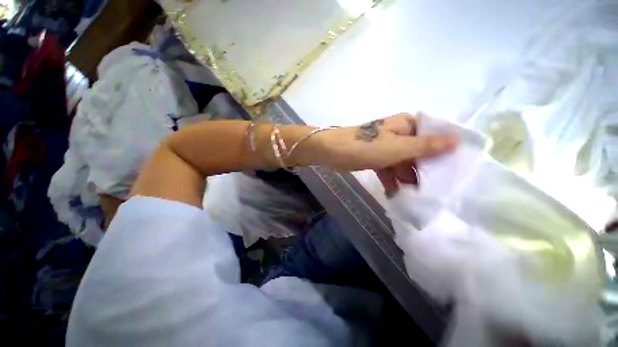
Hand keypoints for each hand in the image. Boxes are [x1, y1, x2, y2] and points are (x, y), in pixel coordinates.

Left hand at [315, 113, 456, 196]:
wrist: (331, 152)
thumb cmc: (364, 146)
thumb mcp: (397, 147)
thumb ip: (425, 146)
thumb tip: (456, 141)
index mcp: (406, 125)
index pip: (434, 136)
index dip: (444, 151)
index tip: (455, 170)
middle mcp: (398, 135)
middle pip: (419, 152)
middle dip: (424, 170)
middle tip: (434, 190)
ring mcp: (385, 148)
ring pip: (403, 164)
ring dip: (407, 179)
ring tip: (415, 196)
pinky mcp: (375, 159)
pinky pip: (388, 170)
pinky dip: (391, 181)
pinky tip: (394, 194)